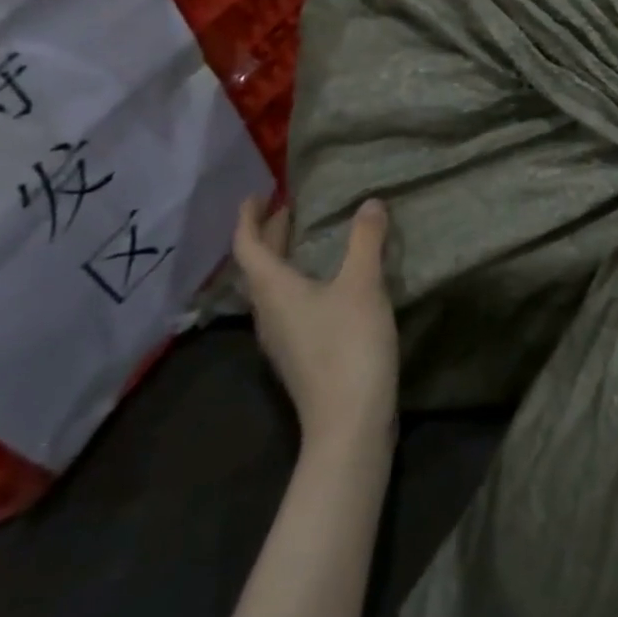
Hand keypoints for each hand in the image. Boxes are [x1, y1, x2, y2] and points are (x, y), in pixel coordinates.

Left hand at [232, 196, 398, 455]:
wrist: (349, 422)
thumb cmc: (349, 345)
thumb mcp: (363, 284)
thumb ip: (365, 241)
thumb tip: (369, 203)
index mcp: (274, 290)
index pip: (247, 247)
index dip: (249, 218)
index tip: (258, 194)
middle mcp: (268, 313)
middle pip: (257, 268)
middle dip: (269, 235)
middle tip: (288, 210)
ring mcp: (282, 339)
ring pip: (271, 289)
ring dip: (282, 260)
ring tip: (306, 241)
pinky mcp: (299, 356)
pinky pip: (288, 306)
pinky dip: (298, 282)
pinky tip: (325, 284)